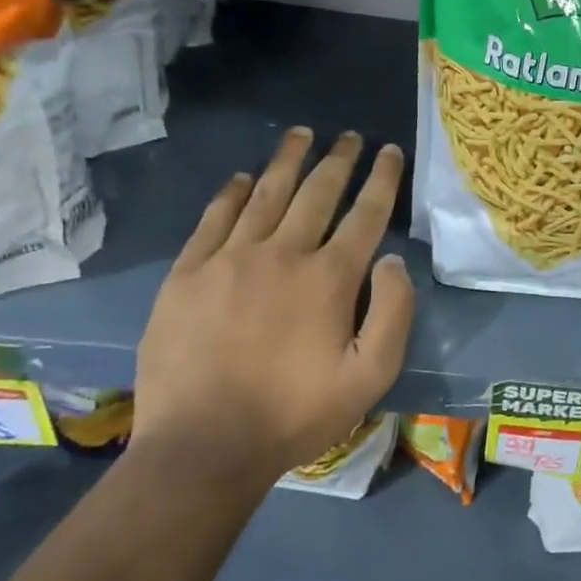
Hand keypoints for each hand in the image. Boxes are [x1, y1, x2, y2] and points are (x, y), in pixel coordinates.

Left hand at [133, 127, 414, 484]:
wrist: (204, 446)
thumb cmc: (297, 413)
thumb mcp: (372, 376)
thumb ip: (393, 313)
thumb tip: (392, 260)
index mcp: (330, 278)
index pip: (365, 214)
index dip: (382, 178)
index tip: (390, 151)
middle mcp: (283, 254)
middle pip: (317, 193)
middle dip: (339, 159)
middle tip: (349, 135)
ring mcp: (229, 260)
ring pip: (265, 195)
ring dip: (288, 161)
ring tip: (302, 135)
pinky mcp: (187, 275)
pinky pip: (214, 219)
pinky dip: (232, 193)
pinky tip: (243, 177)